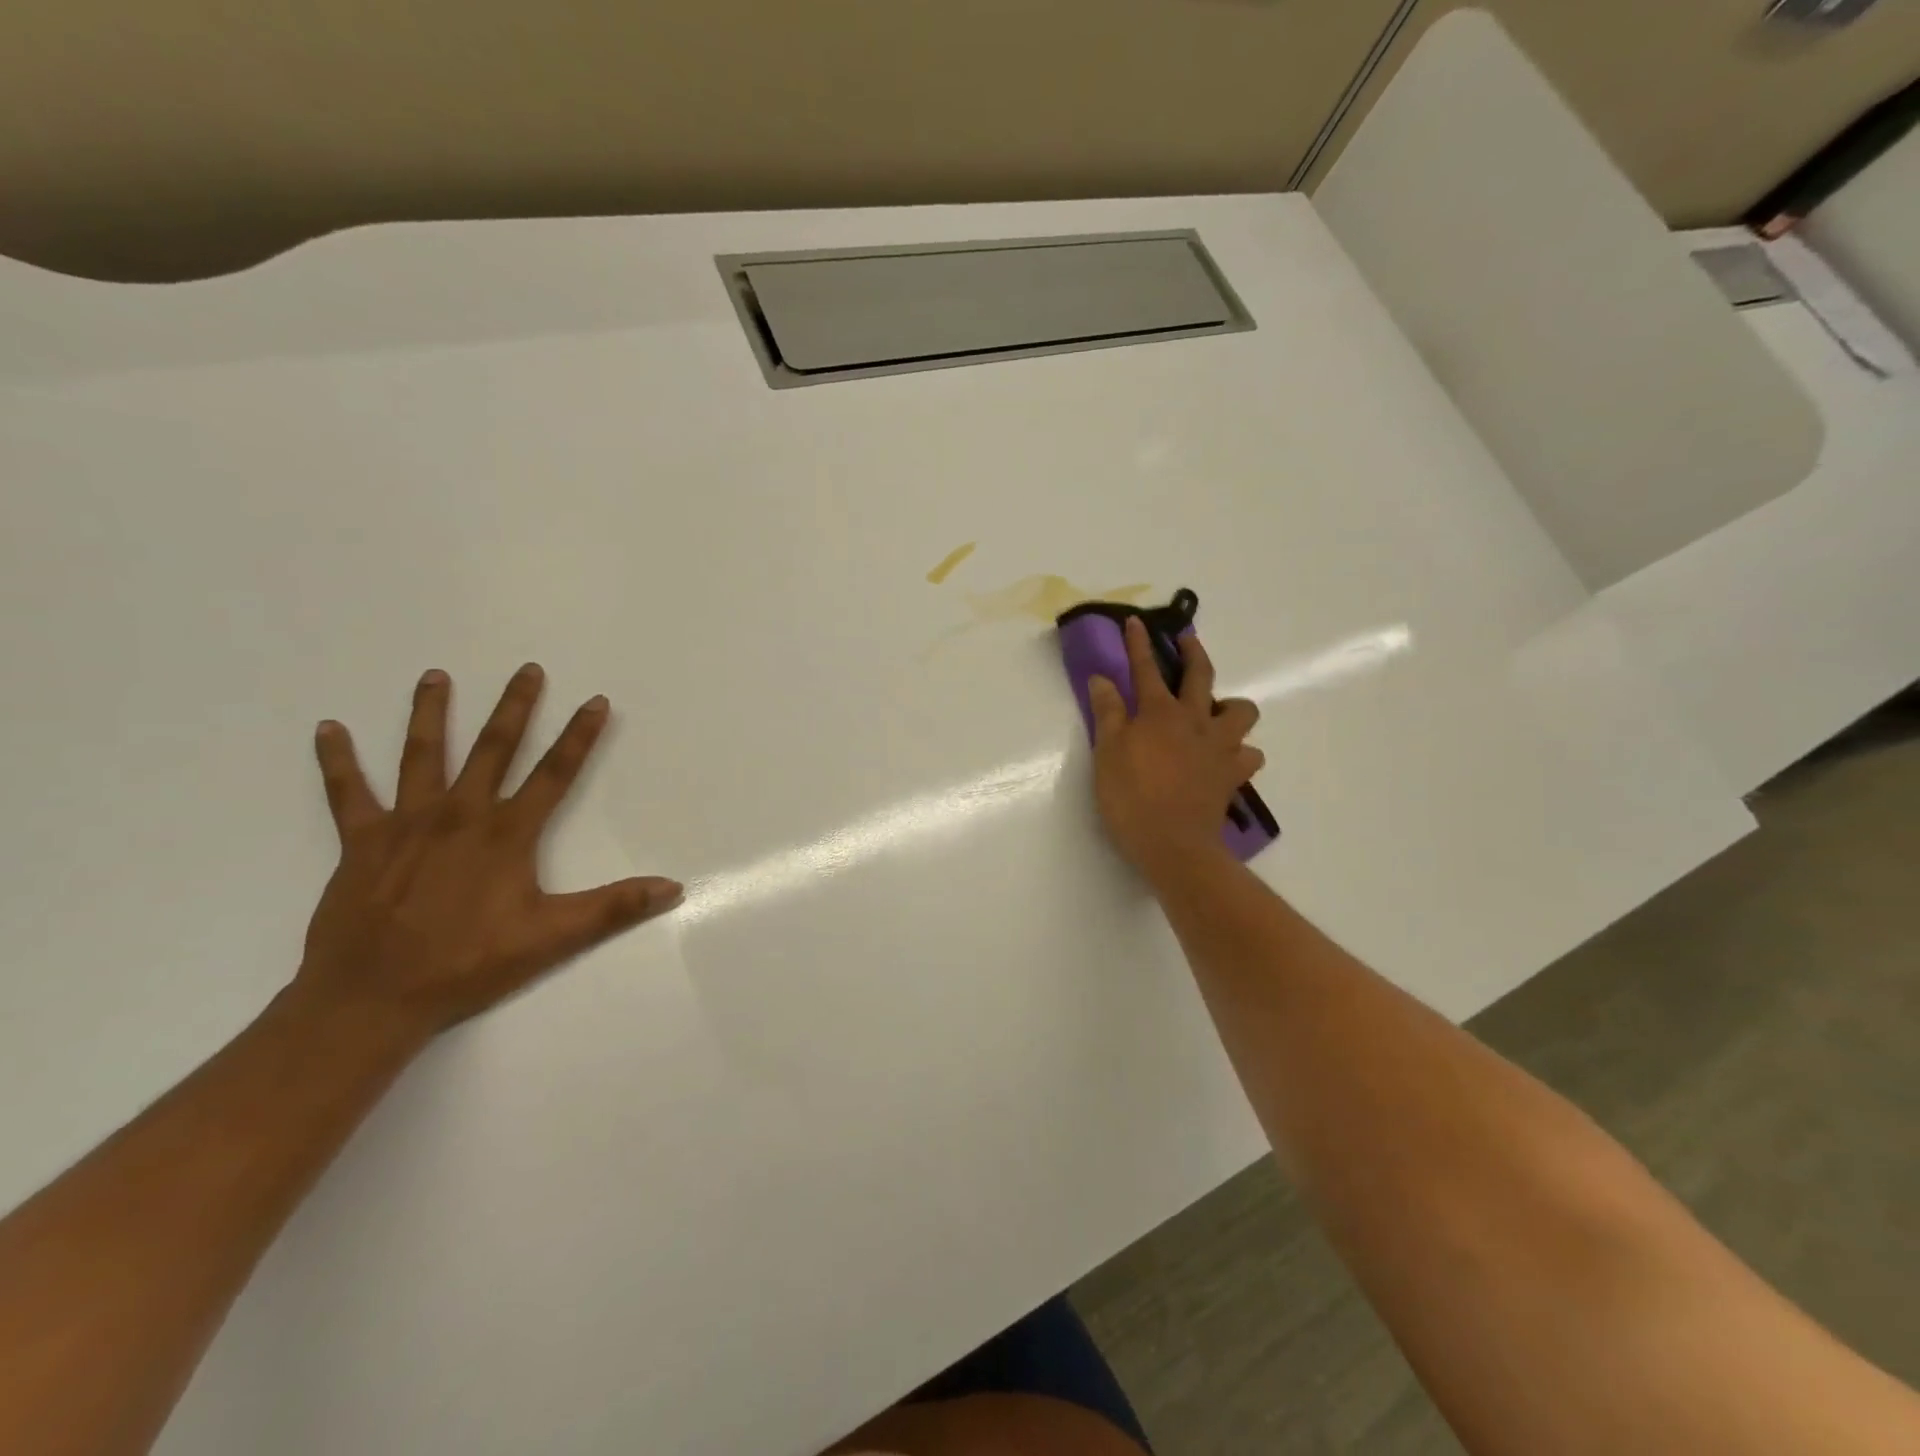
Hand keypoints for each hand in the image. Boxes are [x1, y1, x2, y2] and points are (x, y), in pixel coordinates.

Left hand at [294, 664, 681, 1038]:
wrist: (372, 998)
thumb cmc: (469, 964)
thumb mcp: (553, 938)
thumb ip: (614, 907)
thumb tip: (673, 887)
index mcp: (507, 834)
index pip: (555, 773)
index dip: (579, 735)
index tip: (595, 701)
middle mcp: (460, 815)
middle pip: (494, 748)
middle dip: (515, 707)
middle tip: (527, 669)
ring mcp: (407, 823)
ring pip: (422, 755)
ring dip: (431, 713)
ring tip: (436, 675)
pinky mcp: (362, 841)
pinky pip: (347, 792)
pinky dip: (337, 760)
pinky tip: (328, 728)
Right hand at [1088, 617, 1263, 881]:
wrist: (1174, 845)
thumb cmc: (1132, 798)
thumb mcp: (1107, 754)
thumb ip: (1108, 714)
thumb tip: (1102, 679)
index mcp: (1159, 713)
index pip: (1145, 669)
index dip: (1138, 644)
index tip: (1135, 621)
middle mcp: (1195, 721)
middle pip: (1201, 676)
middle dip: (1193, 652)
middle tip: (1188, 640)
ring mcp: (1220, 747)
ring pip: (1241, 712)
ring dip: (1231, 706)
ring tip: (1217, 712)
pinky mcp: (1233, 775)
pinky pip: (1249, 755)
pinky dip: (1241, 752)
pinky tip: (1227, 757)